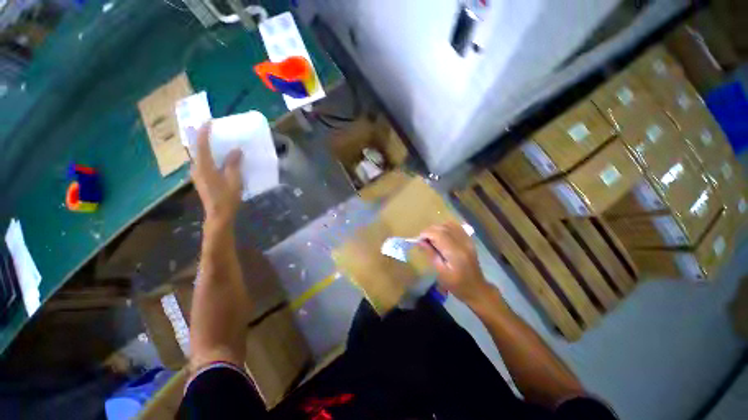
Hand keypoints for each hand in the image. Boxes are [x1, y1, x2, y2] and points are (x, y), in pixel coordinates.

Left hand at [191, 122, 243, 225]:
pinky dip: (209, 157)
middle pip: (197, 149)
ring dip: (206, 148)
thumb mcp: (234, 179)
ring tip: (217, 144)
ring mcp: (197, 174)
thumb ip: (233, 163)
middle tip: (213, 132)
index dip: (204, 132)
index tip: (209, 121)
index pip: (201, 145)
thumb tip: (236, 150)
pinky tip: (218, 160)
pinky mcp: (201, 180)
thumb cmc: (227, 197)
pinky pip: (203, 163)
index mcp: (204, 166)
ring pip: (199, 157)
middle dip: (203, 138)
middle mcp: (197, 168)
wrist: (218, 214)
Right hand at [419, 222, 491, 303]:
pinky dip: (446, 227)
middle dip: (430, 231)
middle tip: (423, 240)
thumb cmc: (456, 284)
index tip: (418, 240)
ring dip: (437, 228)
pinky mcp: (469, 240)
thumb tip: (420, 242)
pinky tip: (441, 235)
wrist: (476, 289)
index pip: (438, 234)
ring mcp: (467, 240)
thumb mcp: (440, 272)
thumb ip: (430, 254)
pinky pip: (456, 227)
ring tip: (431, 238)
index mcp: (455, 253)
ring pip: (449, 225)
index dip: (426, 234)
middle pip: (443, 228)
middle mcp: (462, 243)